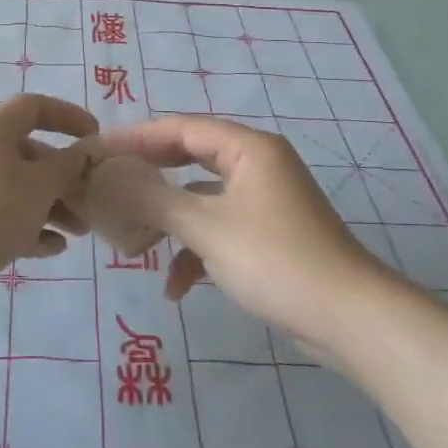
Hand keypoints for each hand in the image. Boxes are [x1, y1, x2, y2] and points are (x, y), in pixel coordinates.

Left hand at [0, 95, 97, 326]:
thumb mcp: (38, 186)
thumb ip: (68, 167)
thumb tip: (86, 151)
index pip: (35, 107)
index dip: (67, 116)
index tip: (95, 137)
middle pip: (31, 154)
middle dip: (65, 176)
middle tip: (94, 200)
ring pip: (20, 191)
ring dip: (53, 206)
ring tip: (80, 231)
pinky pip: (4, 220)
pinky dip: (30, 230)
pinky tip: (53, 250)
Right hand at [90, 117, 392, 353]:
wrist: (350, 319)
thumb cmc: (276, 260)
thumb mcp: (207, 228)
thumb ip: (154, 198)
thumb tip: (109, 177)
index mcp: (248, 148)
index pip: (181, 127)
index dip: (137, 136)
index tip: (98, 150)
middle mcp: (257, 164)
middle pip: (190, 157)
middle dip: (150, 175)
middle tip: (108, 184)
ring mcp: (264, 200)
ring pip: (203, 196)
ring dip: (170, 218)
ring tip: (133, 238)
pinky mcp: (268, 234)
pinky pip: (220, 228)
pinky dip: (196, 251)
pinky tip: (176, 287)